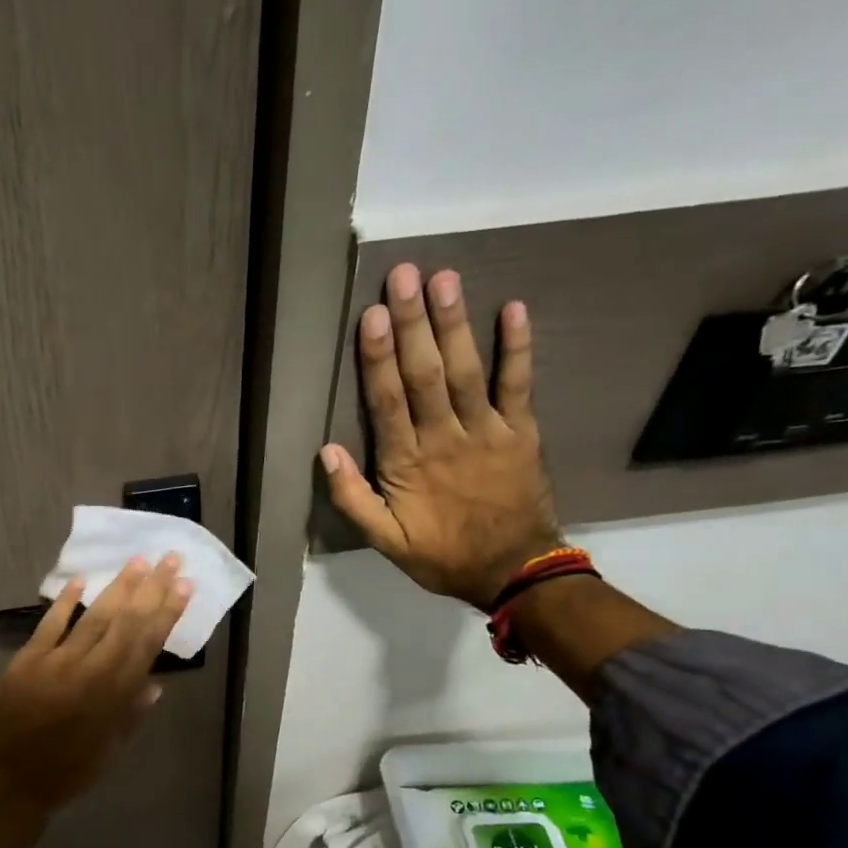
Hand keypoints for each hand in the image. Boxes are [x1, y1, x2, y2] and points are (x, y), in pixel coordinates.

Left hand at [0, 555, 192, 847]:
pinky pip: (51, 623)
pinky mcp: (28, 658)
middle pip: (126, 621)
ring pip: (94, 616)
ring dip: (118, 586)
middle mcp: (90, 670)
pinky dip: (65, 600)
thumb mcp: (110, 750)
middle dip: (151, 588)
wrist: (10, 781)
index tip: (184, 585)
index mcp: (115, 695)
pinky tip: (80, 580)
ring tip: (138, 561)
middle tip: (169, 557)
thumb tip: (155, 684)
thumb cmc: (68, 772)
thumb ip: (132, 714)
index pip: (148, 644)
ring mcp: (57, 660)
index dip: (167, 612)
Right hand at [321, 264, 561, 607]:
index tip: (371, 315)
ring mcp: (487, 432)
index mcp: (407, 464)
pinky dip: (517, 348)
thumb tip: (326, 451)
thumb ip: (353, 498)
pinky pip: (519, 385)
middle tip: (405, 275)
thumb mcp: (385, 541)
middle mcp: (444, 438)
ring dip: (455, 324)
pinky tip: (513, 309)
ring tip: (445, 278)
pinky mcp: (521, 432)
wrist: (514, 571)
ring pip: (466, 371)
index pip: (388, 402)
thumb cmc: (442, 555)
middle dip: (413, 324)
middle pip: (425, 374)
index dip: (378, 358)